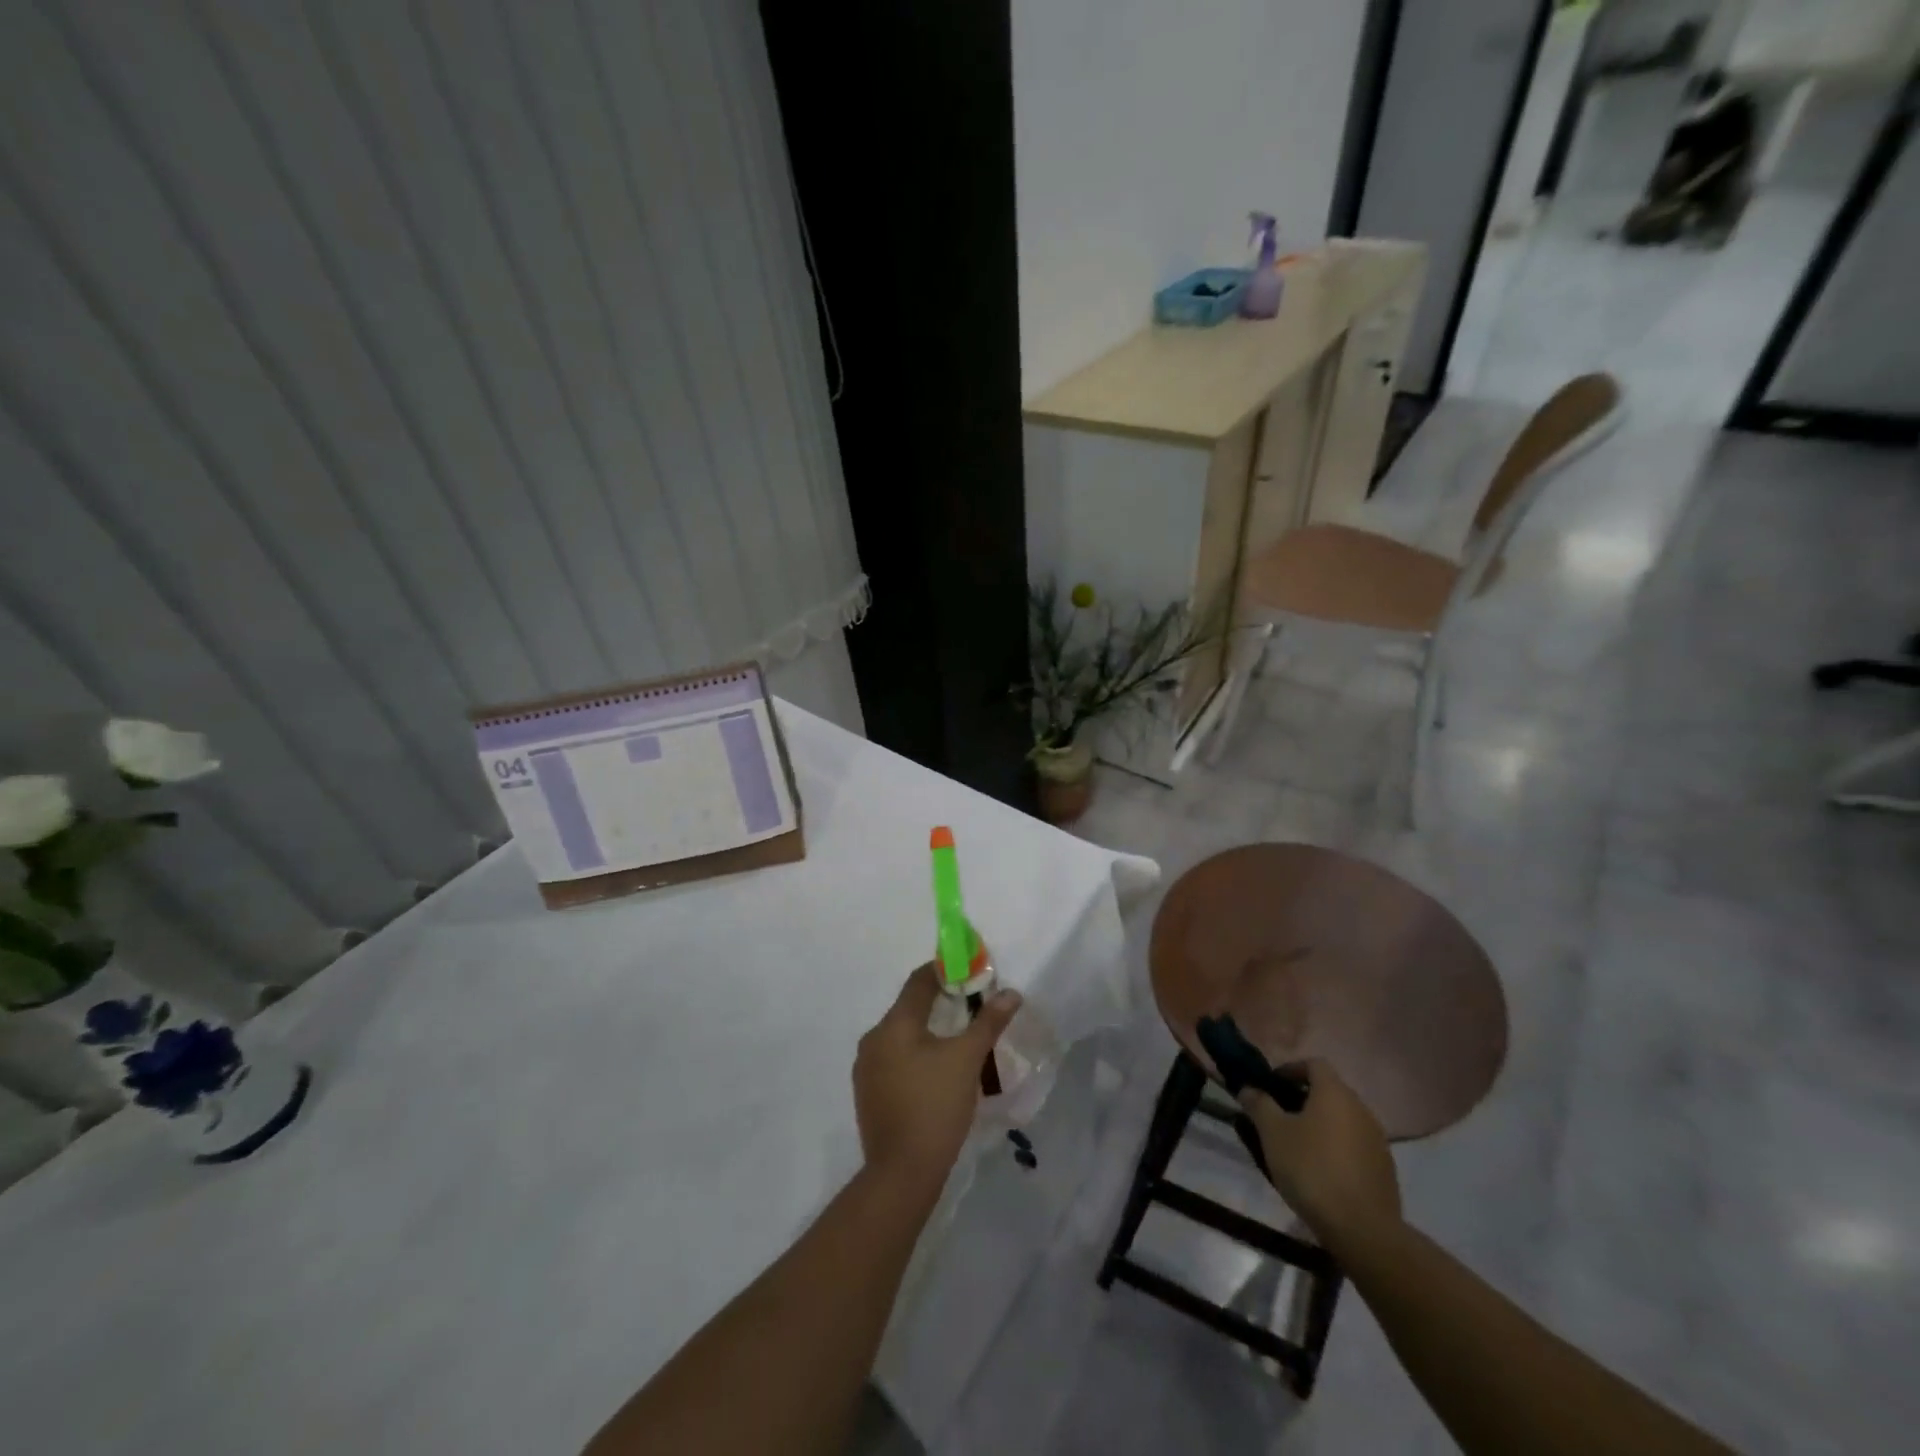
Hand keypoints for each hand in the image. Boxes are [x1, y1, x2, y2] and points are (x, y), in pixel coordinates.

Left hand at [853, 963, 1020, 1200]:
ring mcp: (866, 1069)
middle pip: (908, 1008)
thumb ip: (988, 1022)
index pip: (918, 982)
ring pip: (901, 1036)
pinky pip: (894, 1060)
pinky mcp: (867, 1094)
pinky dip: (915, 1055)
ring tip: (957, 1040)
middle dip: (939, 1003)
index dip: (942, 971)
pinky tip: (935, 1072)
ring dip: (927, 1031)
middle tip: (969, 1007)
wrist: (902, 1173)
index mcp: (894, 1024)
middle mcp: (873, 1039)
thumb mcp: (968, 1060)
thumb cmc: (935, 1106)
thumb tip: (1010, 993)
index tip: (967, 971)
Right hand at [1240, 1057, 1401, 1258]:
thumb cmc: (1311, 1169)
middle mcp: (1361, 1108)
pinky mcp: (1385, 1169)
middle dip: (1303, 1099)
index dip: (1290, 1069)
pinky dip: (1337, 1148)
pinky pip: (1355, 1146)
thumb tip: (1248, 1088)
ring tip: (1297, 1146)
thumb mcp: (1273, 1133)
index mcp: (1335, 1093)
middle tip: (1279, 1117)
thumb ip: (1259, 1104)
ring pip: (1343, 1120)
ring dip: (1321, 1125)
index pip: (1313, 1064)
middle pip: (1330, 1091)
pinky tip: (1321, 1171)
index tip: (1272, 1086)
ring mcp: (1377, 1140)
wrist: (1363, 1230)